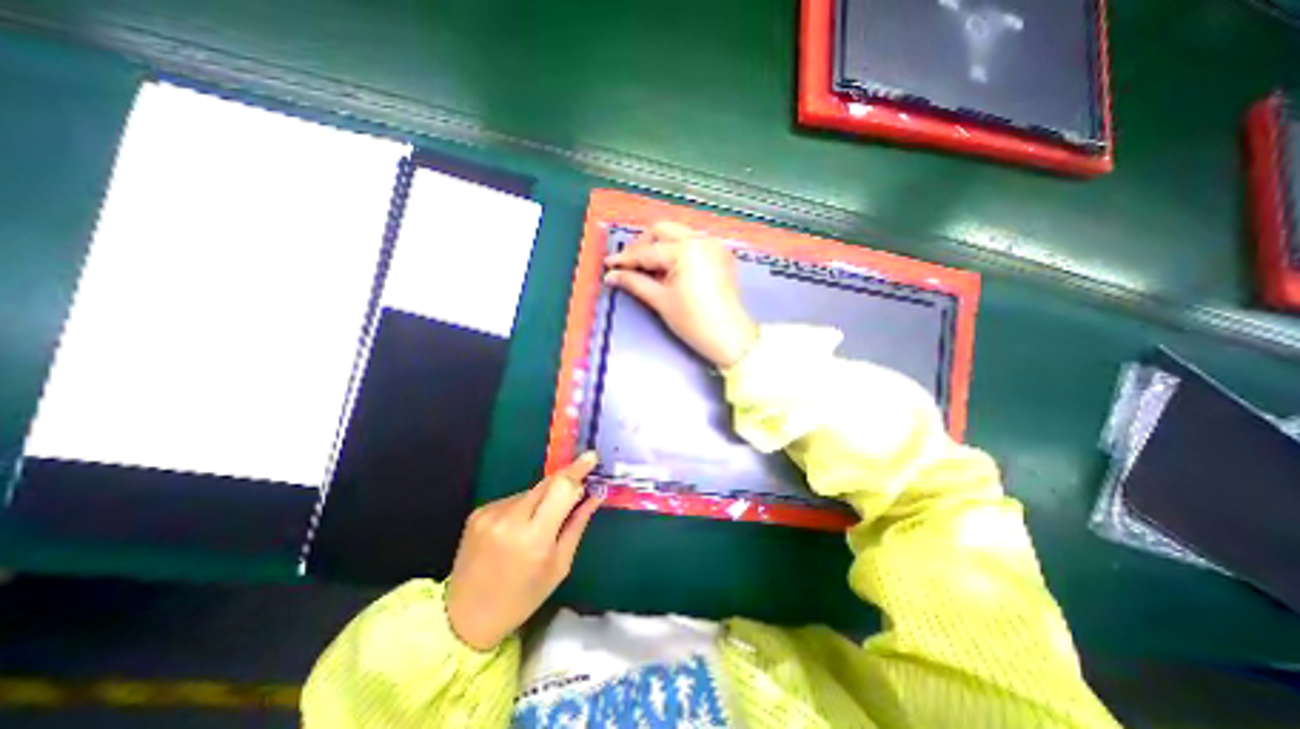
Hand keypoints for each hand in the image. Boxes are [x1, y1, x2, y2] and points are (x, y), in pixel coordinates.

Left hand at [449, 452, 603, 650]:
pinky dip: (525, 506)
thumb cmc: (523, 597)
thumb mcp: (559, 565)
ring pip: (532, 491)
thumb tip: (595, 494)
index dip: (578, 470)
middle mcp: (510, 519)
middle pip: (548, 482)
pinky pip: (514, 499)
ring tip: (541, 523)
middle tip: (580, 481)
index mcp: (534, 538)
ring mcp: (490, 513)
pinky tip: (519, 528)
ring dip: (544, 498)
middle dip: (566, 479)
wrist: (465, 617)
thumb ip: (578, 524)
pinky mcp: (479, 512)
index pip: (561, 488)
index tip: (592, 457)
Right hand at [604, 222, 757, 366]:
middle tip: (630, 264)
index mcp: (686, 250)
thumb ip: (635, 283)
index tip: (609, 264)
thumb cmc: (694, 322)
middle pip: (663, 230)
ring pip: (679, 234)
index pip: (648, 251)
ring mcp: (714, 245)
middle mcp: (702, 239)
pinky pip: (693, 243)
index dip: (626, 259)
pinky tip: (670, 268)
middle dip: (643, 245)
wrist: (730, 337)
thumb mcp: (661, 301)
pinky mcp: (721, 254)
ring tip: (648, 268)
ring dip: (661, 246)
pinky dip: (678, 250)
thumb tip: (612, 275)